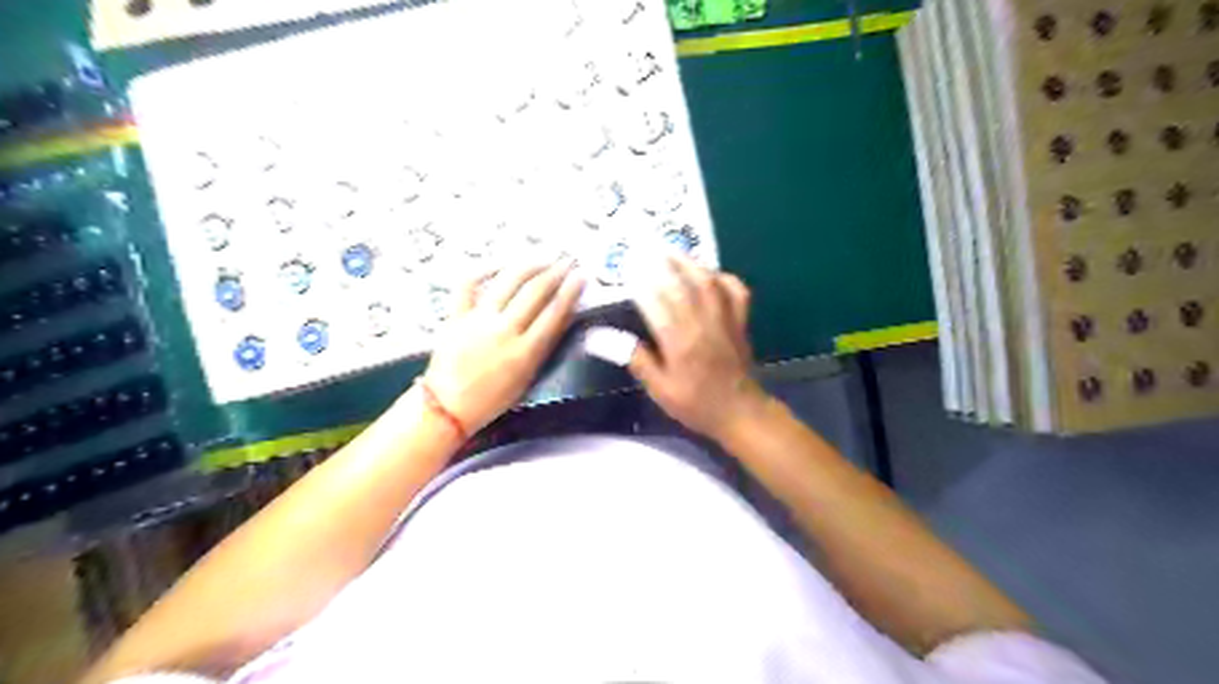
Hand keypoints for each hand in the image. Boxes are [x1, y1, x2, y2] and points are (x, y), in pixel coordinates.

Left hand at [426, 260, 586, 432]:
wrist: (447, 407)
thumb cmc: (493, 399)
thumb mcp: (527, 378)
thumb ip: (544, 347)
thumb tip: (563, 317)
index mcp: (524, 352)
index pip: (554, 313)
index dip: (571, 291)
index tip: (581, 276)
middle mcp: (504, 331)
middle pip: (535, 292)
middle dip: (555, 272)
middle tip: (567, 261)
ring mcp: (478, 320)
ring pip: (507, 282)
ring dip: (529, 266)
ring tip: (543, 258)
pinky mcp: (456, 315)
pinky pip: (468, 284)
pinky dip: (484, 269)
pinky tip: (500, 264)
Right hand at [633, 257, 764, 442]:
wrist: (739, 412)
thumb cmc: (695, 403)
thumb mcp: (659, 389)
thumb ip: (635, 359)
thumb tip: (600, 337)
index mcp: (680, 342)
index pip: (657, 303)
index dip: (641, 282)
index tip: (627, 266)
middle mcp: (703, 324)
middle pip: (681, 285)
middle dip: (661, 264)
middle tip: (644, 248)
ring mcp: (725, 319)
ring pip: (707, 282)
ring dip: (688, 263)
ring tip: (670, 250)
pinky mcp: (741, 321)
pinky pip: (735, 291)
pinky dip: (723, 277)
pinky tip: (709, 272)